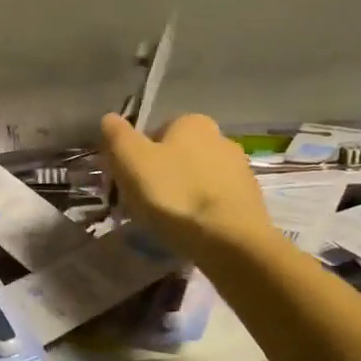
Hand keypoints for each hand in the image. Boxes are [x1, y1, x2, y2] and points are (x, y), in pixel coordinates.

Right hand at [100, 112, 276, 259]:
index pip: (154, 133)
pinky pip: (213, 202)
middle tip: (142, 204)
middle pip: (176, 156)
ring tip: (165, 223)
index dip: (136, 157)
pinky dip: (199, 213)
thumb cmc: (174, 194)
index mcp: (193, 122)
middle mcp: (221, 138)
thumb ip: (117, 135)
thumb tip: (110, 118)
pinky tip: (190, 232)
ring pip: (195, 180)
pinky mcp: (250, 202)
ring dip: (179, 195)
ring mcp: (240, 171)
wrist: (231, 242)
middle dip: (159, 176)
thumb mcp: (131, 160)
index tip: (127, 182)